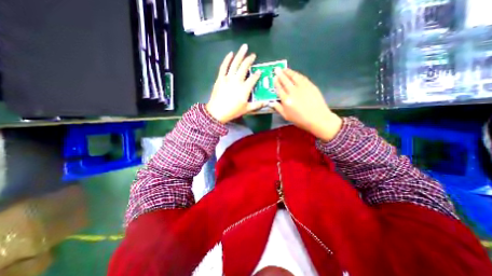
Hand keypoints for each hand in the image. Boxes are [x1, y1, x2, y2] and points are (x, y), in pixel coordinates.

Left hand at [206, 45, 265, 123]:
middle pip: (244, 67)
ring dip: (240, 54)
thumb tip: (267, 102)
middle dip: (250, 60)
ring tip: (244, 47)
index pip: (253, 78)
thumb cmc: (233, 111)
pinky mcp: (220, 78)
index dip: (257, 74)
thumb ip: (257, 105)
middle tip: (253, 55)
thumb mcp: (246, 109)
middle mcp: (237, 80)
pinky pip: (224, 66)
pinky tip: (230, 54)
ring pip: (235, 64)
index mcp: (245, 88)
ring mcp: (228, 78)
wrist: (217, 112)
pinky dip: (227, 59)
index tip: (259, 71)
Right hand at [269, 67, 342, 142]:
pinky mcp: (310, 85)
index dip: (276, 82)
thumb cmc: (300, 119)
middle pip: (285, 81)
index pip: (279, 89)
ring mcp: (302, 87)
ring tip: (284, 69)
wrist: (318, 118)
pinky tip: (294, 73)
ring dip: (288, 72)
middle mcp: (293, 92)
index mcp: (286, 100)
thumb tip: (272, 102)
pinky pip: (302, 78)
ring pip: (293, 77)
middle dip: (280, 74)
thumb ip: (278, 108)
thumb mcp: (286, 116)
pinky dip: (297, 74)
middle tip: (277, 69)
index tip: (274, 77)